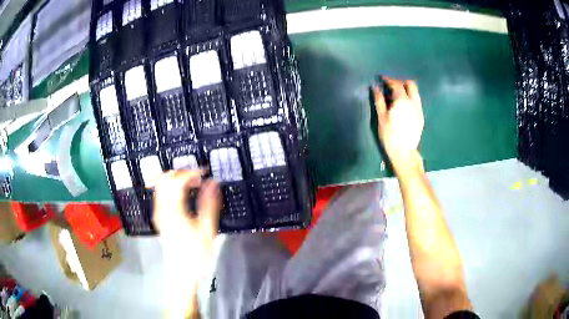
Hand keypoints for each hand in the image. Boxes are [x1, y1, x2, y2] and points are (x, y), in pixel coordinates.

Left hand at [153, 169, 220, 317]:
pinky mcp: (159, 218)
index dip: (191, 172)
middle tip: (197, 176)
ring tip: (192, 183)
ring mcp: (158, 213)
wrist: (181, 274)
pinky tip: (182, 194)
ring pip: (160, 185)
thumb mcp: (207, 230)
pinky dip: (170, 188)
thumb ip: (209, 204)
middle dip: (181, 172)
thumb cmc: (195, 255)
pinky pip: (160, 195)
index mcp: (173, 210)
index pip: (177, 180)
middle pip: (164, 179)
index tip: (205, 173)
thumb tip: (213, 183)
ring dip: (175, 178)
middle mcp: (162, 208)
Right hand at [373, 77, 423, 172]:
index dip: (389, 79)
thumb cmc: (390, 135)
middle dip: (401, 82)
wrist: (404, 152)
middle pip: (411, 84)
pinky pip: (417, 101)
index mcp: (402, 100)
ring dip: (407, 90)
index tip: (382, 78)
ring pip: (415, 93)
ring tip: (398, 94)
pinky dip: (410, 98)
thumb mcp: (381, 117)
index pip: (396, 84)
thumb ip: (379, 100)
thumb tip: (376, 87)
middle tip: (392, 85)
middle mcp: (413, 102)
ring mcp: (419, 109)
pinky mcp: (421, 117)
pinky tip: (404, 105)